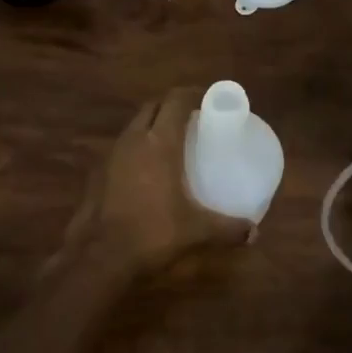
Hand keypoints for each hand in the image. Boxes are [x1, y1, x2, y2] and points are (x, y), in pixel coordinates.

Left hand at [78, 86, 255, 273]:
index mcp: (159, 143)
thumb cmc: (152, 233)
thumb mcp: (197, 231)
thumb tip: (254, 233)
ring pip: (134, 126)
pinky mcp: (97, 173)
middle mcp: (134, 140)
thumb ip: (228, 228)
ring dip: (152, 125)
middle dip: (172, 106)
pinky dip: (137, 148)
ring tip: (172, 143)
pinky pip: (122, 148)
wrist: (99, 257)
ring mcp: (111, 155)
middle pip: (153, 107)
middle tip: (193, 120)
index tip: (209, 100)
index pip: (176, 101)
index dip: (193, 94)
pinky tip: (148, 171)